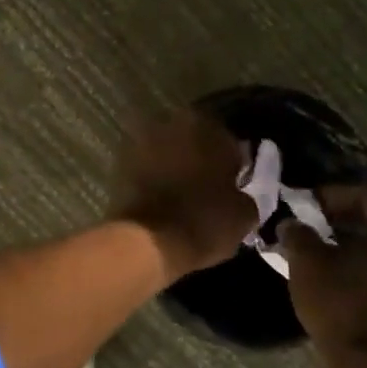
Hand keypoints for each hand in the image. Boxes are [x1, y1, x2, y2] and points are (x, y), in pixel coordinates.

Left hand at [109, 110, 256, 279]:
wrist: (148, 241)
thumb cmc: (204, 222)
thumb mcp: (244, 214)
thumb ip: (245, 193)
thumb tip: (238, 194)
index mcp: (209, 128)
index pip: (228, 140)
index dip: (232, 162)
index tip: (234, 181)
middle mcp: (174, 125)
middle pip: (194, 139)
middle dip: (201, 157)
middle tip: (208, 184)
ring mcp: (143, 142)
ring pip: (168, 150)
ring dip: (176, 165)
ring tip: (184, 192)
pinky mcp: (121, 165)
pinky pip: (147, 167)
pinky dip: (155, 177)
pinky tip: (163, 198)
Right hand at [280, 184, 366, 366]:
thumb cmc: (340, 303)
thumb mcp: (306, 261)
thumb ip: (298, 233)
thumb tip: (291, 223)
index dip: (333, 195)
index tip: (306, 205)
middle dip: (345, 218)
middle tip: (313, 224)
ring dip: (358, 241)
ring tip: (324, 250)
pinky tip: (343, 273)